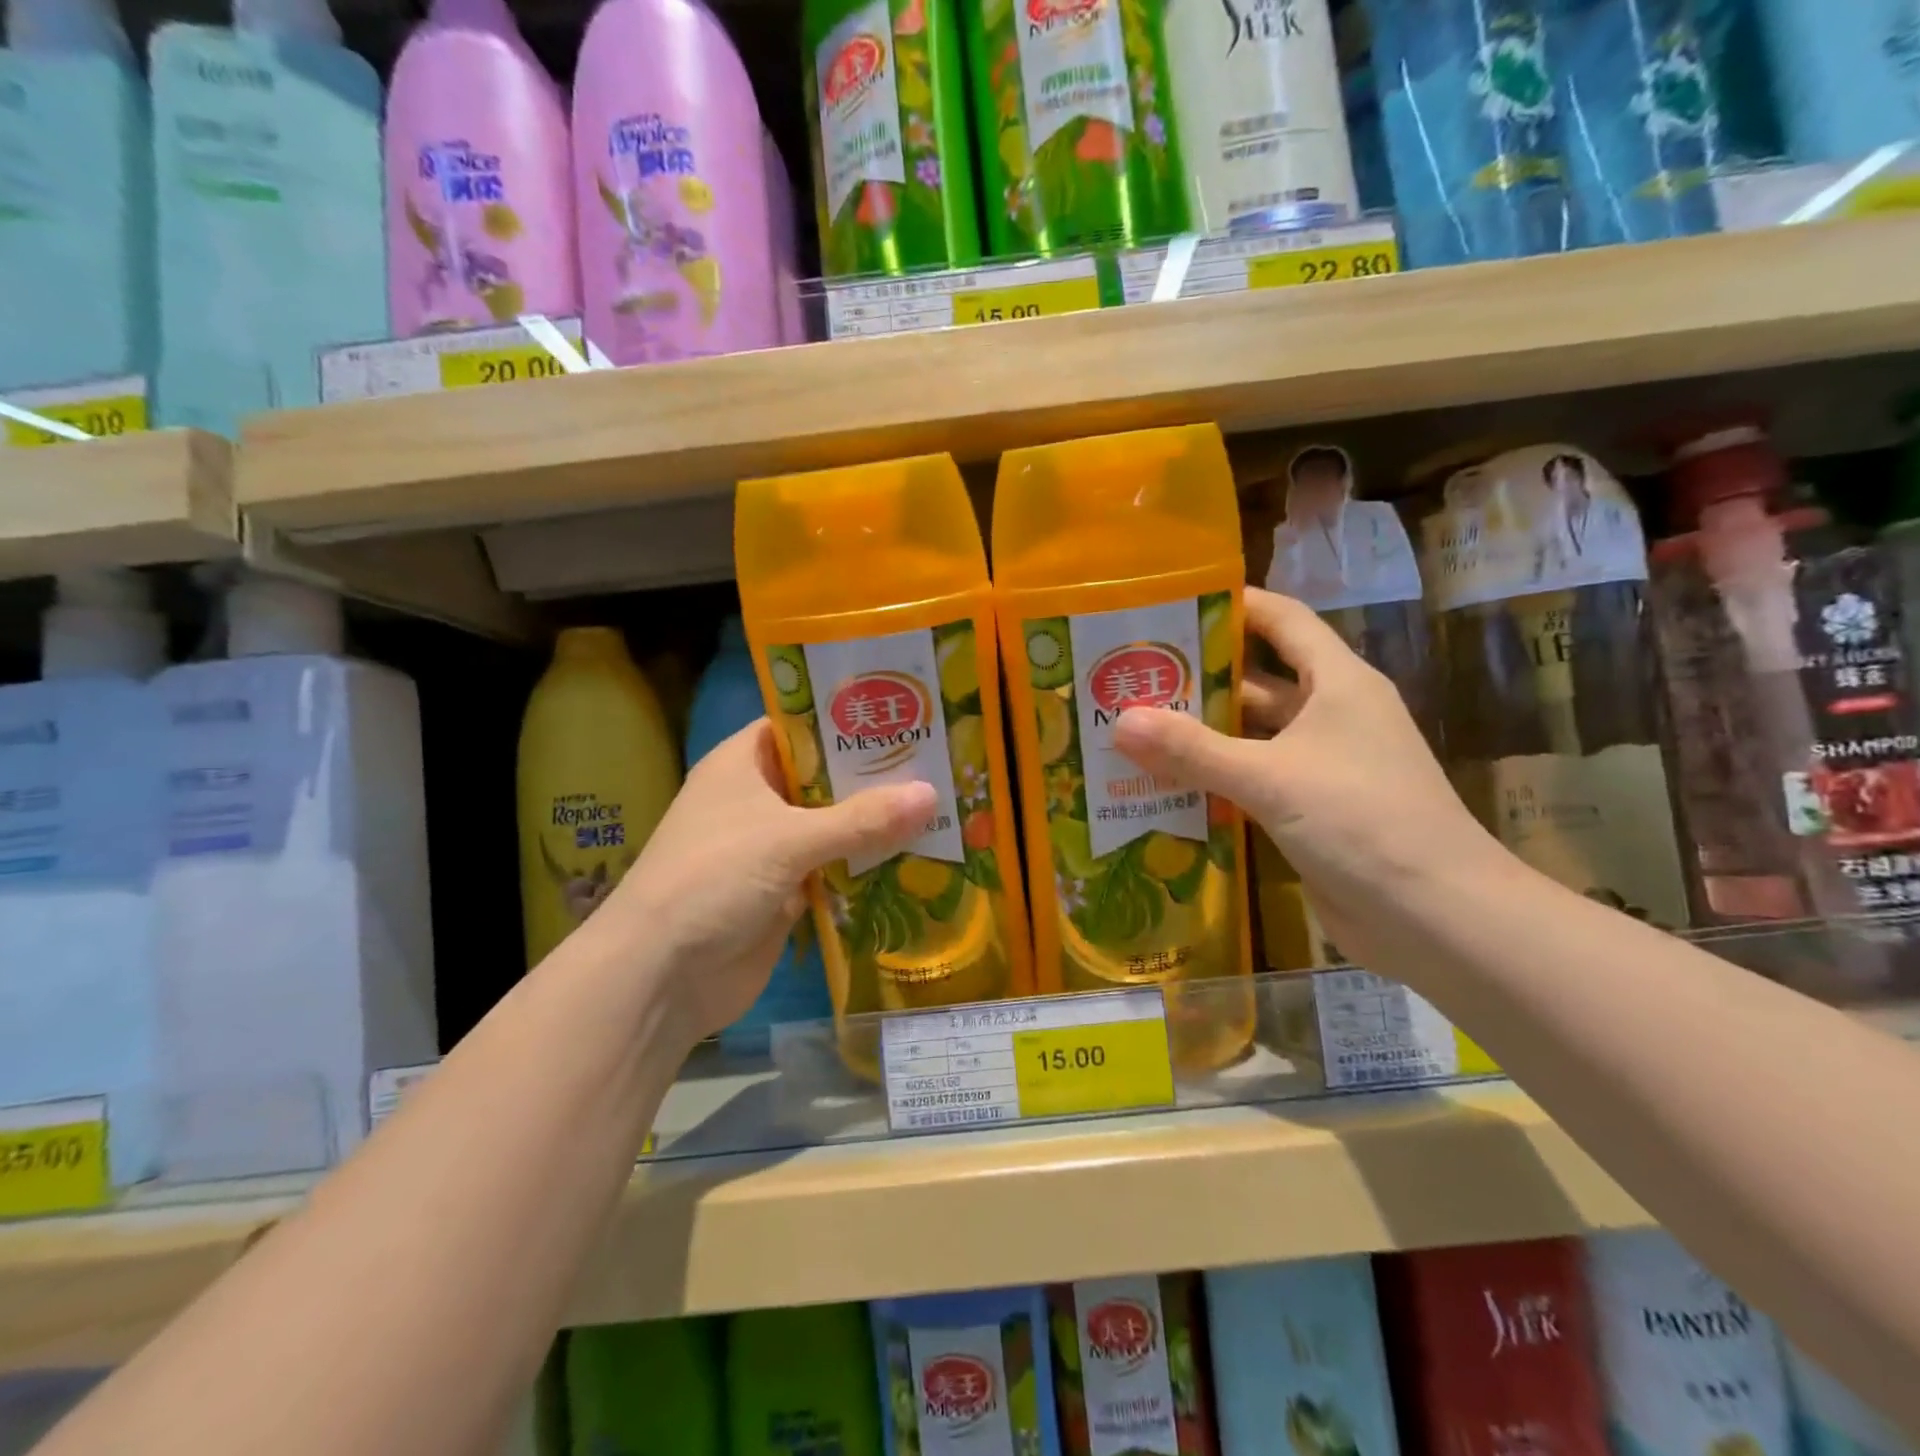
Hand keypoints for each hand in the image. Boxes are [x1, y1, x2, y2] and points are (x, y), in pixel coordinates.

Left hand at [587, 720, 935, 1041]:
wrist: (661, 977)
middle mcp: (758, 799)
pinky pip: (837, 869)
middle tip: (940, 760)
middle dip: (875, 774)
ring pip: (835, 825)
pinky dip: (869, 867)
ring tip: (944, 803)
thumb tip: (932, 793)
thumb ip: (861, 819)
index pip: (802, 726)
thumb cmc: (713, 878)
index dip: (848, 719)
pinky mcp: (787, 892)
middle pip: (825, 778)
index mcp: (744, 764)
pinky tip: (919, 858)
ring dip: (878, 823)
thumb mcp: (788, 839)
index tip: (904, 712)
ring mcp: (772, 848)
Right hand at [1114, 588, 1502, 957]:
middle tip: (1130, 675)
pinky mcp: (1310, 809)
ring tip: (1131, 727)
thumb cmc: (1362, 822)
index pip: (1283, 620)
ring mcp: (1321, 765)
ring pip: (1251, 734)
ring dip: (1200, 733)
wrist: (1436, 918)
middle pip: (1257, 679)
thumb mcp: (1270, 778)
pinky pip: (1252, 779)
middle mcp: (1330, 715)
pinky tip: (1162, 783)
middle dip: (1198, 677)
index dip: (1234, 605)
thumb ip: (1193, 750)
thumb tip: (1120, 721)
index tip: (1171, 603)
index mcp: (1336, 683)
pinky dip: (1213, 778)